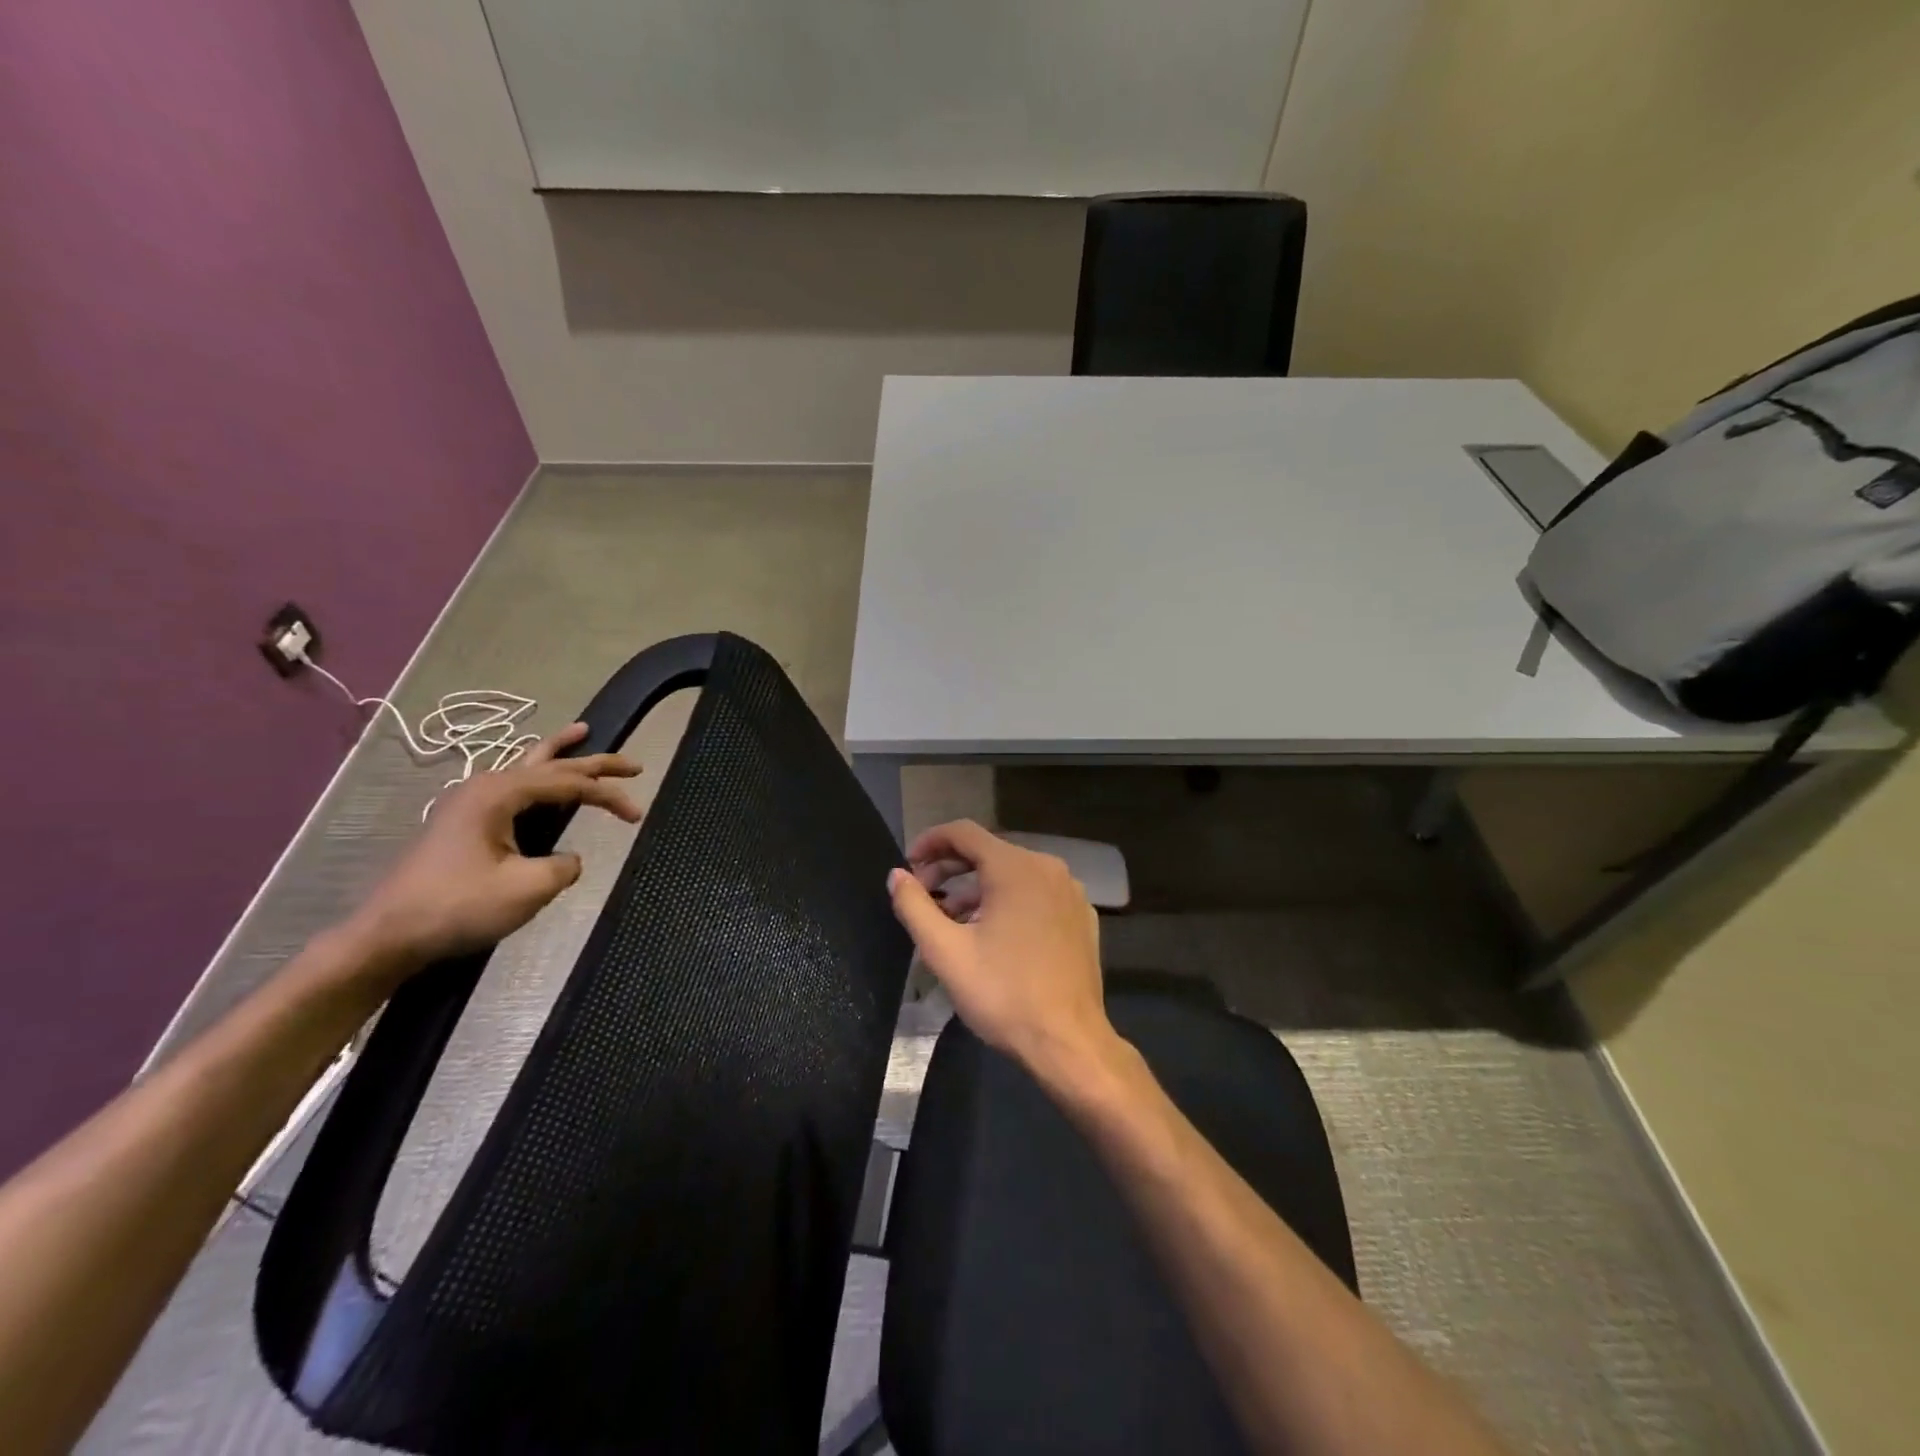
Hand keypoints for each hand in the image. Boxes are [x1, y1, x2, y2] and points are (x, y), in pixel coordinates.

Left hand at [345, 723, 642, 975]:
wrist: (387, 935)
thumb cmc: (458, 906)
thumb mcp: (527, 889)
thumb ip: (563, 867)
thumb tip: (569, 860)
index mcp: (500, 794)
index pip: (569, 783)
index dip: (608, 795)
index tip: (637, 816)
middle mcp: (485, 787)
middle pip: (551, 765)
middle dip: (594, 763)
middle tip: (633, 765)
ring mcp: (470, 803)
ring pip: (526, 766)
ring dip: (559, 754)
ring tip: (582, 732)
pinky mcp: (464, 823)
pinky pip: (513, 785)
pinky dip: (538, 776)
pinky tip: (541, 776)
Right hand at [887, 820, 1114, 1080]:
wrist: (1068, 1042)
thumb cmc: (1003, 993)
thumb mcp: (946, 951)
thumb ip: (914, 906)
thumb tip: (897, 875)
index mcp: (1016, 867)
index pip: (964, 832)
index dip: (930, 842)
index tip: (908, 865)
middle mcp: (1048, 868)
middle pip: (989, 852)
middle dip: (951, 869)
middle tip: (923, 896)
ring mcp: (1070, 892)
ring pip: (1014, 874)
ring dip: (977, 889)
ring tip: (952, 921)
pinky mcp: (1081, 917)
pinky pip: (1037, 894)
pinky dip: (1009, 902)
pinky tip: (993, 934)